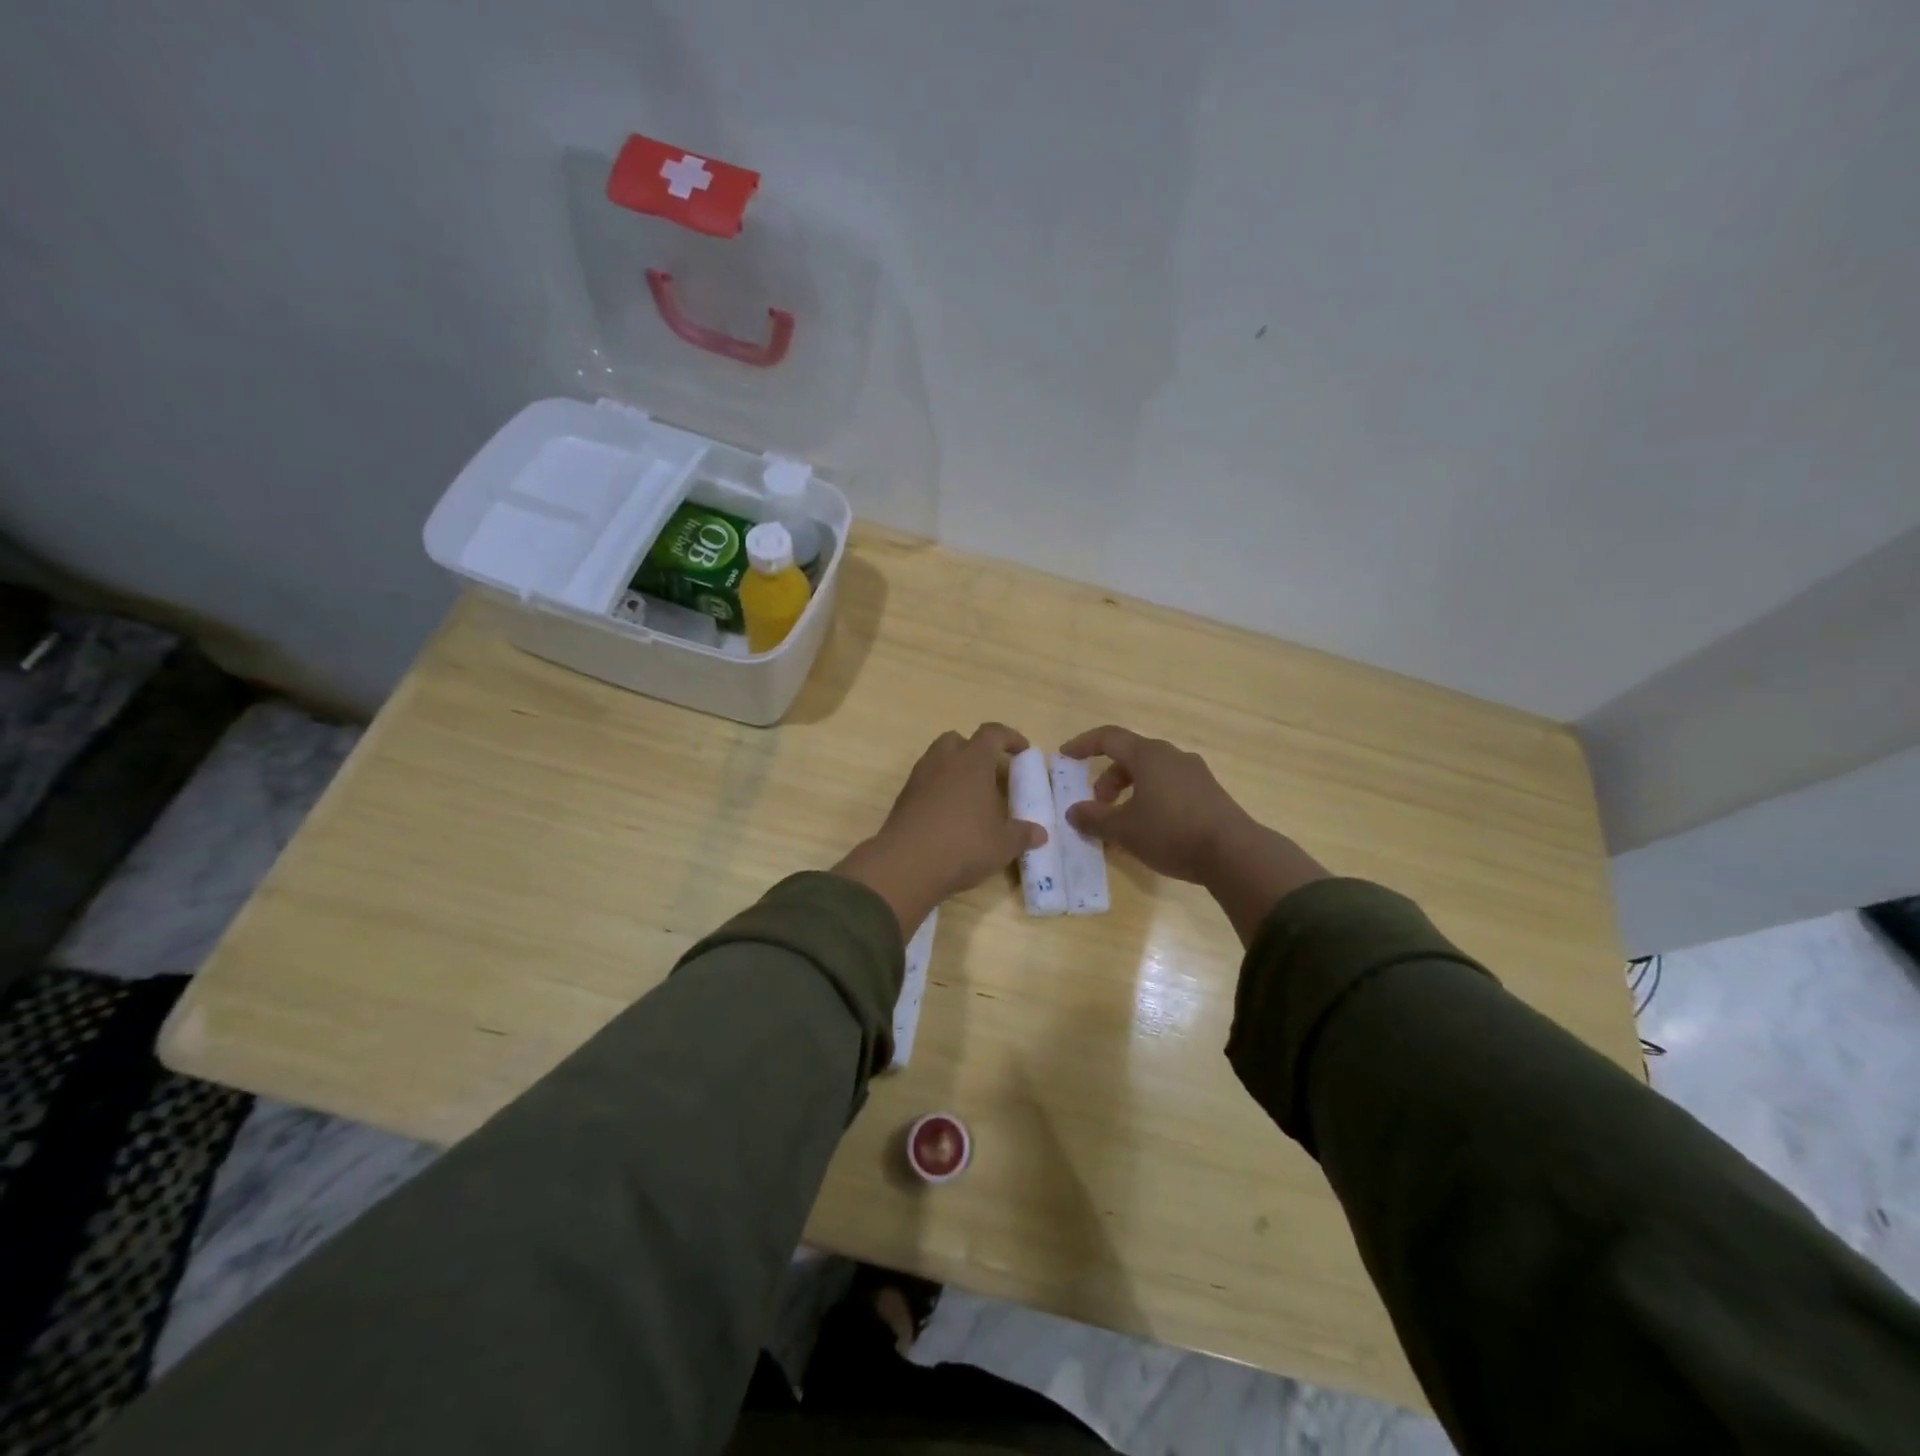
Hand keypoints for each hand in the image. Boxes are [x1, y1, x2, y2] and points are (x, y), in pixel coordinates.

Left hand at [835, 724, 1044, 934]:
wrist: (907, 864)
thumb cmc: (964, 844)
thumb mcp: (1003, 844)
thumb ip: (1023, 834)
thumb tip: (1040, 833)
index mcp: (972, 761)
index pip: (993, 733)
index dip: (1010, 738)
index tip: (1023, 751)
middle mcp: (944, 761)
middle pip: (959, 740)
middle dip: (976, 751)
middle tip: (991, 774)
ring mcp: (919, 778)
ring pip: (938, 760)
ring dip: (955, 771)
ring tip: (971, 798)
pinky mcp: (903, 798)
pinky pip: (925, 783)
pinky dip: (939, 791)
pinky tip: (950, 816)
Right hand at [1061, 725, 1328, 943]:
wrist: (1234, 853)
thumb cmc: (1171, 832)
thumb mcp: (1124, 830)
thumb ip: (1095, 819)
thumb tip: (1074, 812)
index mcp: (1149, 755)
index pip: (1109, 738)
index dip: (1084, 744)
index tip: (1065, 755)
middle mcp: (1173, 756)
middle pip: (1131, 757)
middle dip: (1108, 779)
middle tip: (1098, 804)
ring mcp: (1195, 774)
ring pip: (1152, 774)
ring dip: (1130, 792)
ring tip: (1122, 823)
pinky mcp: (1210, 794)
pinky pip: (1170, 787)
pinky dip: (1151, 800)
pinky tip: (1150, 830)